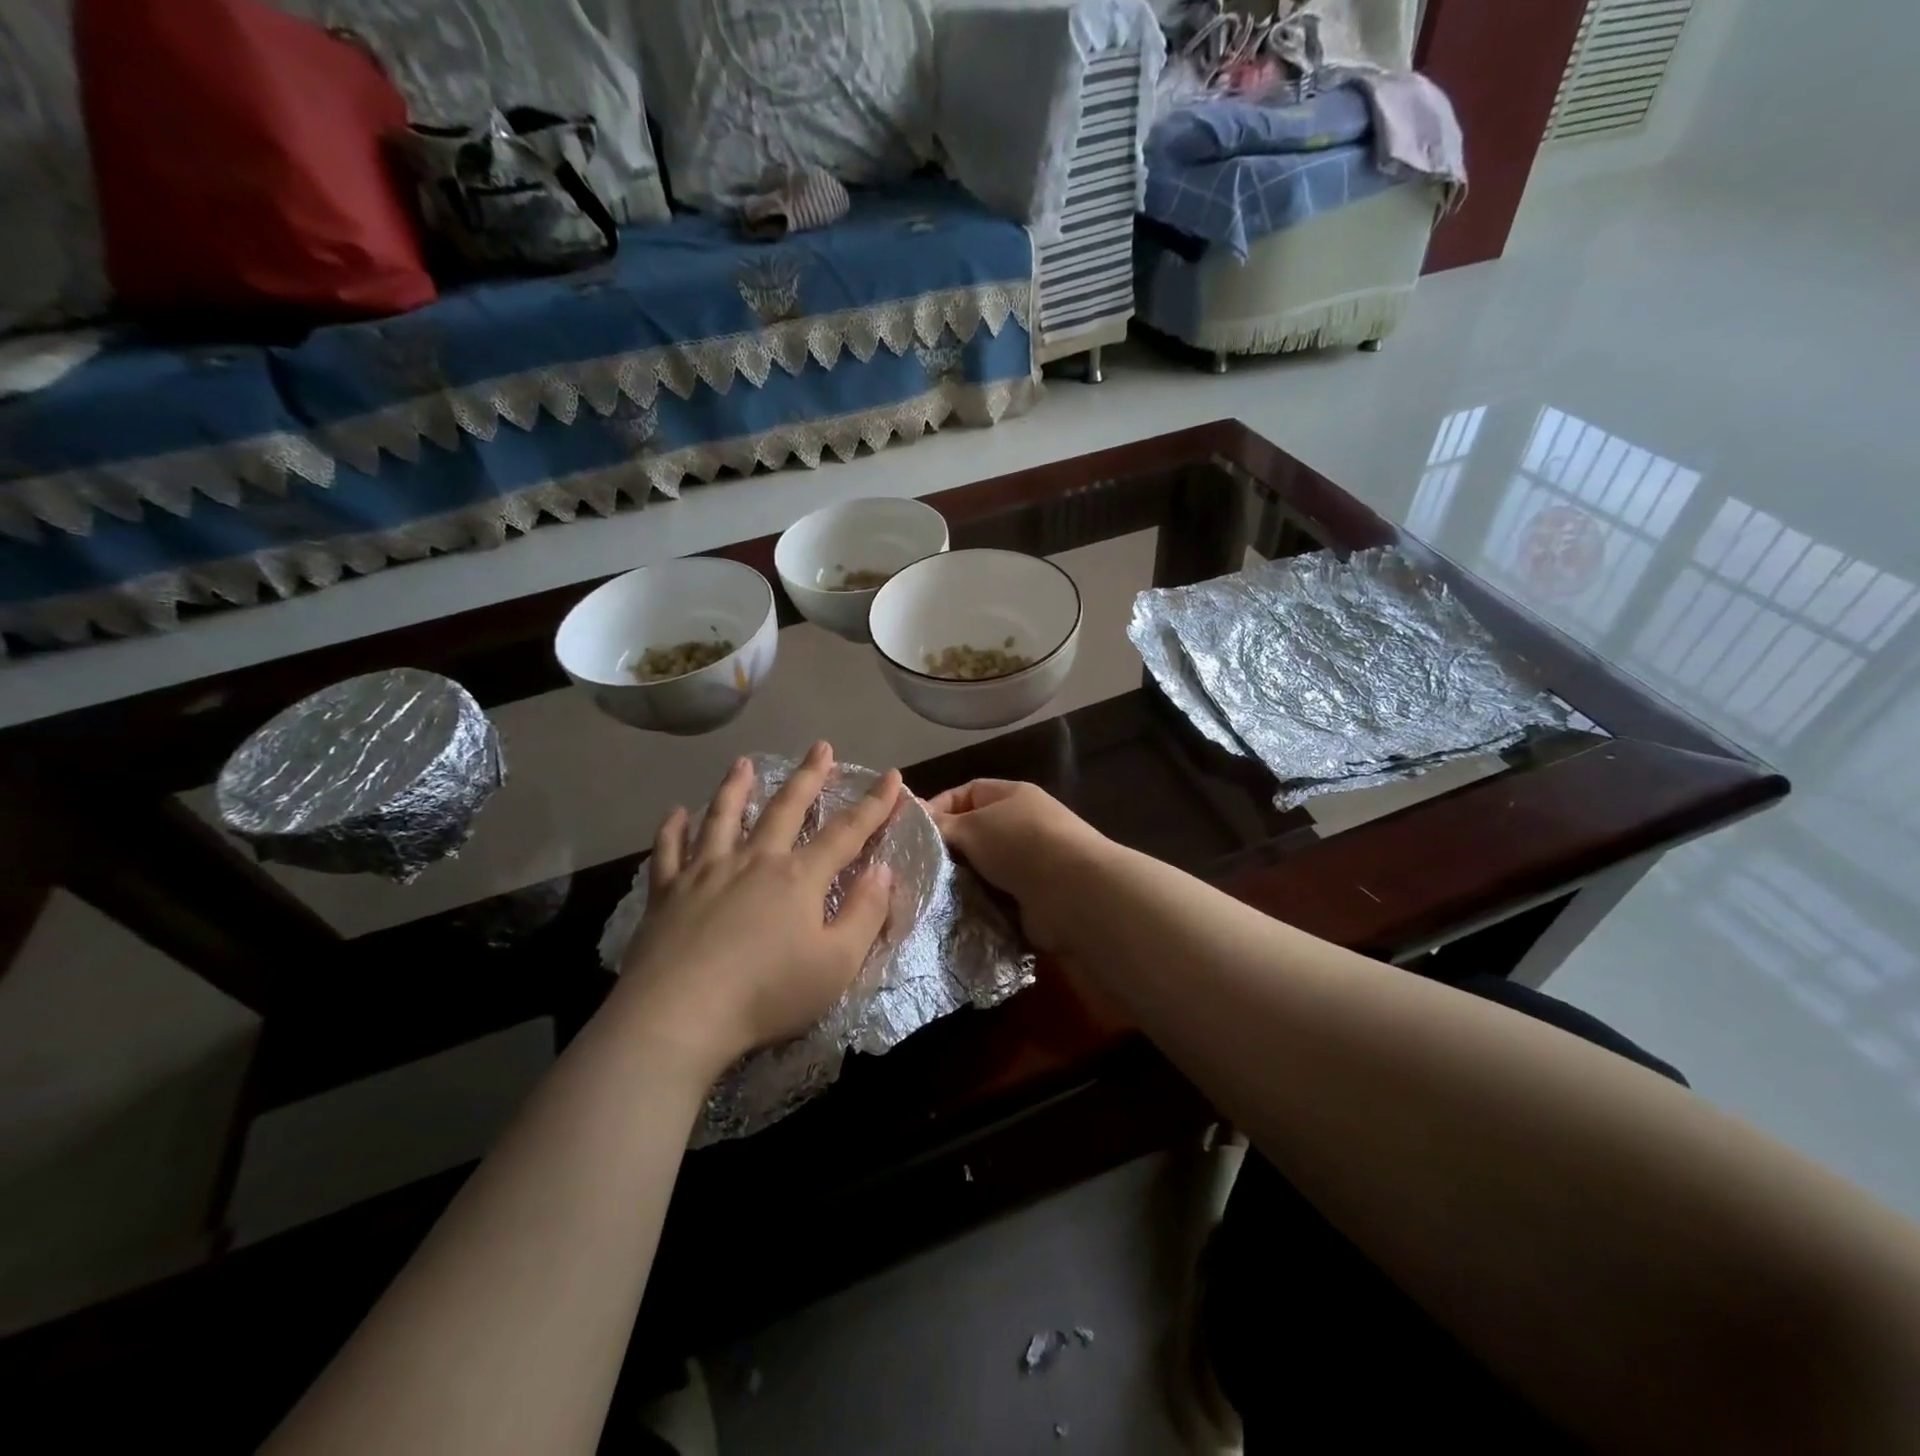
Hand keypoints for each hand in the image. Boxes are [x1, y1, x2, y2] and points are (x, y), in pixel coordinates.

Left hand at [617, 742, 901, 1077]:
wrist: (678, 1016)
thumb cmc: (768, 994)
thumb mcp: (837, 964)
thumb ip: (865, 913)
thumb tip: (883, 869)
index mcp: (800, 877)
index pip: (847, 831)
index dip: (874, 804)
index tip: (891, 776)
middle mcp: (755, 860)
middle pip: (786, 808)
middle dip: (809, 776)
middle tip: (821, 747)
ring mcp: (706, 872)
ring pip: (723, 817)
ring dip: (737, 787)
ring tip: (744, 763)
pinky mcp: (667, 892)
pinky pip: (669, 850)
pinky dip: (673, 828)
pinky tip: (676, 813)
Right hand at [925, 779, 1111, 952]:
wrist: (1074, 892)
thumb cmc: (1021, 844)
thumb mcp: (973, 826)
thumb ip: (943, 824)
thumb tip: (917, 821)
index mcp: (1012, 795)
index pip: (967, 792)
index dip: (938, 807)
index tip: (911, 831)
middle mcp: (1022, 825)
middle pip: (974, 833)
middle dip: (948, 849)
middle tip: (915, 867)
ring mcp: (1029, 863)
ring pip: (981, 869)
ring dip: (961, 881)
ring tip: (930, 892)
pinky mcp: (1031, 898)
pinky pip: (994, 898)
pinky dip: (977, 904)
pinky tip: (953, 913)